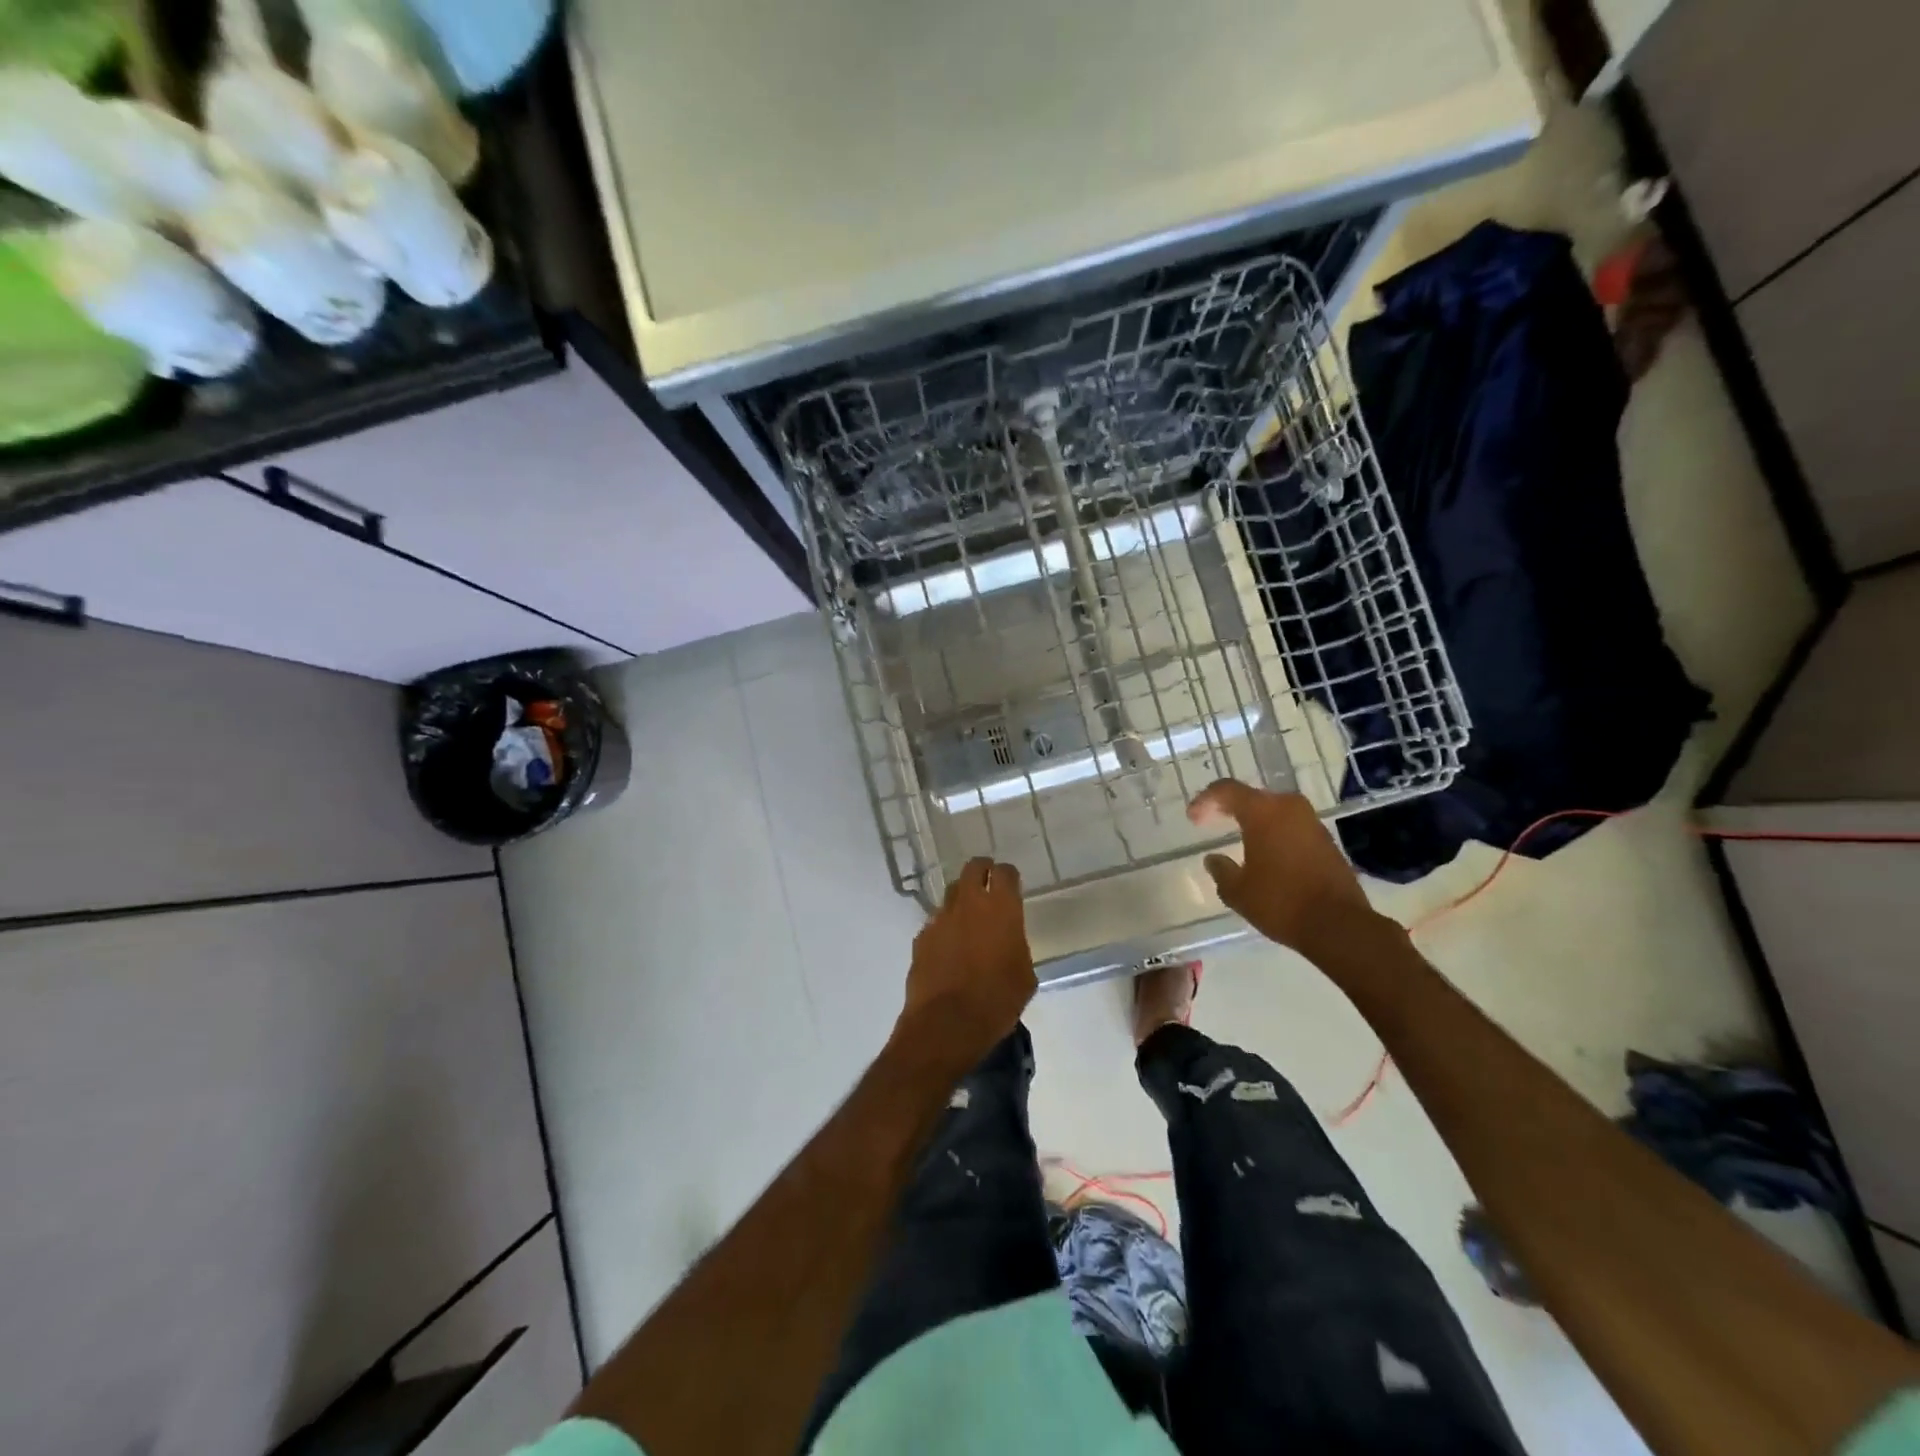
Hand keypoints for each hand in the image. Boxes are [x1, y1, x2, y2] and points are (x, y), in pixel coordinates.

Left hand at [896, 858, 1035, 1070]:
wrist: (947, 1024)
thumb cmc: (997, 1001)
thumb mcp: (1024, 975)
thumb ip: (1016, 946)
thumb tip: (1008, 942)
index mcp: (1001, 908)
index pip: (1005, 872)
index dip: (1009, 875)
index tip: (1012, 883)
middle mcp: (969, 904)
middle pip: (973, 868)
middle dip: (982, 871)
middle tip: (989, 884)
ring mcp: (941, 918)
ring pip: (952, 894)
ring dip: (962, 900)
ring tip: (969, 919)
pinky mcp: (921, 937)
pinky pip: (936, 922)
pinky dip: (945, 928)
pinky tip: (949, 948)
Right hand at [1189, 780, 1379, 955]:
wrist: (1338, 924)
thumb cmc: (1280, 902)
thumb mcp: (1238, 891)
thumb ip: (1221, 870)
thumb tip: (1213, 859)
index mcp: (1263, 812)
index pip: (1226, 790)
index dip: (1205, 800)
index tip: (1193, 818)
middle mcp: (1289, 808)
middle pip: (1253, 797)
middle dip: (1229, 807)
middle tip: (1212, 821)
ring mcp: (1312, 823)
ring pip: (1275, 810)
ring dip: (1255, 820)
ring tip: (1239, 837)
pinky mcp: (1327, 840)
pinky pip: (1292, 826)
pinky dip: (1275, 833)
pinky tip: (1266, 853)